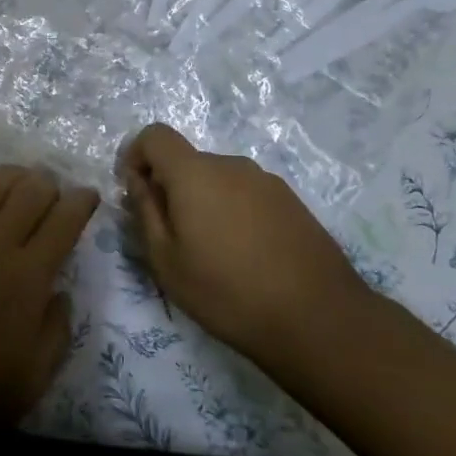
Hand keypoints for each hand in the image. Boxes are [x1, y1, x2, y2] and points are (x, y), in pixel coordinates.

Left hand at [0, 165, 95, 435]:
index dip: (80, 203)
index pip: (62, 223)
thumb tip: (60, 292)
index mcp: (26, 280)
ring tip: (21, 180)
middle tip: (54, 192)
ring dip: (12, 175)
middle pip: (29, 192)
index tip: (88, 195)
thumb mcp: (32, 381)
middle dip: (49, 184)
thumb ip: (56, 332)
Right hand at [121, 123, 367, 362]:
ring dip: (205, 202)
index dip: (136, 155)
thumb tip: (139, 182)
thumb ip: (145, 212)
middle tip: (173, 237)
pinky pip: (247, 195)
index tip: (136, 192)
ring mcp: (267, 181)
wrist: (319, 319)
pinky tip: (247, 257)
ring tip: (214, 253)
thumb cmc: (227, 292)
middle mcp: (231, 165)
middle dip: (171, 187)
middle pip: (188, 161)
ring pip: (219, 180)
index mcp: (195, 173)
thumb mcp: (166, 261)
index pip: (155, 136)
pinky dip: (235, 213)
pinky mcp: (292, 202)